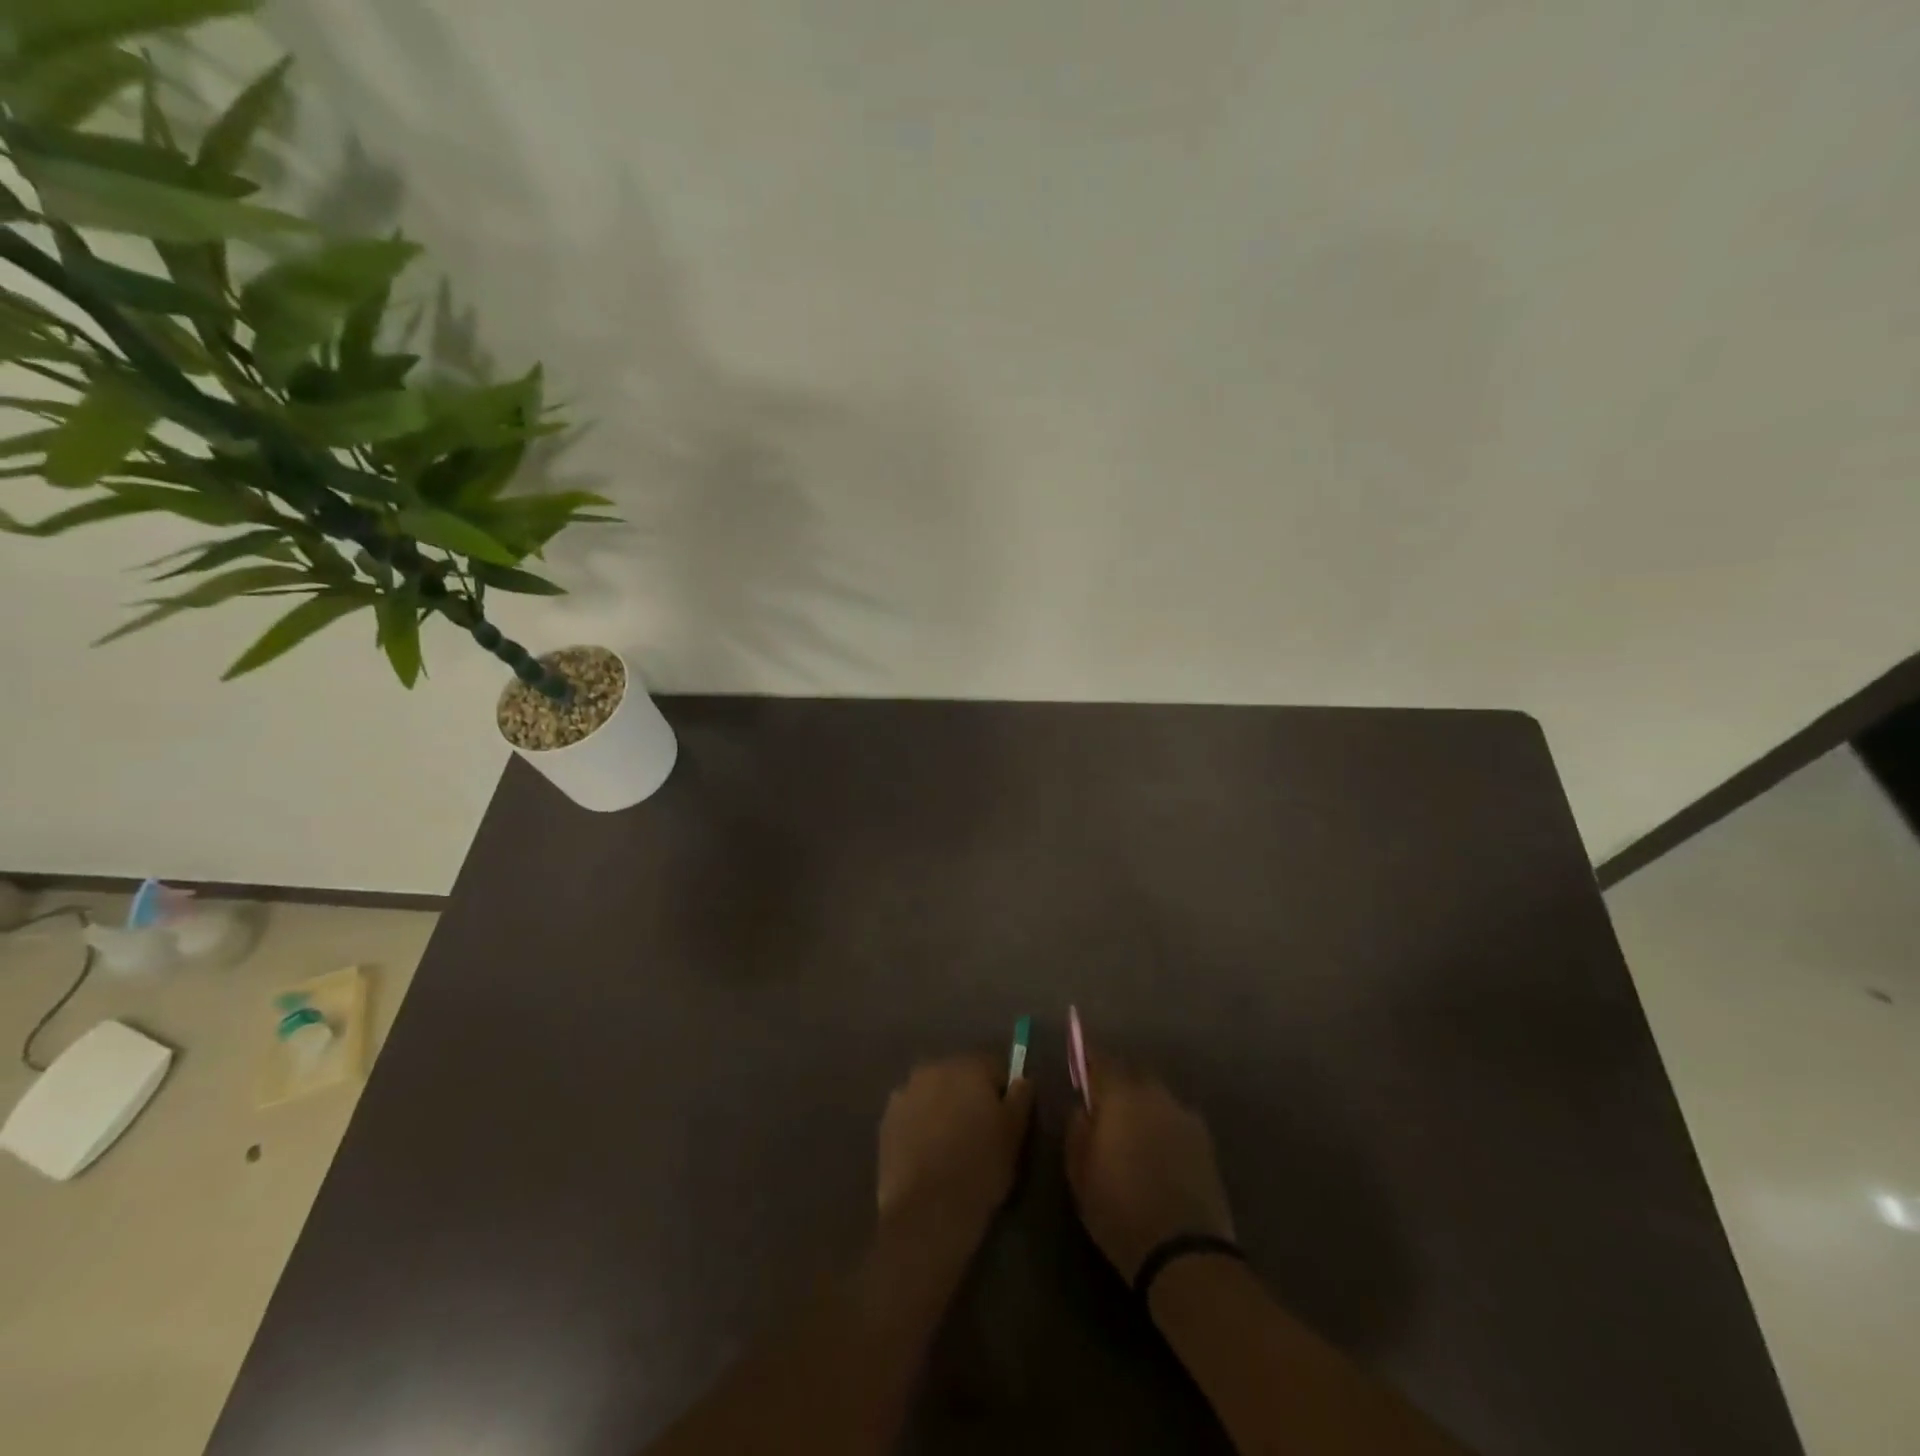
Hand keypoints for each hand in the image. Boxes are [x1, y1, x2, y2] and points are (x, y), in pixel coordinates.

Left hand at [877, 1056, 1033, 1247]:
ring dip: (944, 1109)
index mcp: (967, 1067)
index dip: (1003, 1093)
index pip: (994, 1067)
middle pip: (960, 1076)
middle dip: (970, 1097)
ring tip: (952, 1146)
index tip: (1007, 1121)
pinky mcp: (886, 1120)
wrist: (927, 1211)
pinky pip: (913, 1114)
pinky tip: (929, 1154)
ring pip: (934, 1094)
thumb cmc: (980, 1168)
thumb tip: (1022, 1079)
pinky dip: (922, 1125)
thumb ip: (1021, 1098)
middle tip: (980, 1134)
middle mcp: (932, 1069)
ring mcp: (905, 1093)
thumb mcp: (1014, 1134)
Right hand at [1065, 1057, 1235, 1281]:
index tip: (1080, 1061)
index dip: (1088, 1058)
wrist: (1184, 1252)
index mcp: (1120, 1096)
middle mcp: (1154, 1095)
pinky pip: (1176, 1118)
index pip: (1101, 1060)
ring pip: (1156, 1096)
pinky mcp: (1205, 1140)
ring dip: (1143, 1105)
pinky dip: (1164, 1125)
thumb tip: (1083, 1107)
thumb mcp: (1079, 1173)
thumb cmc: (1119, 1210)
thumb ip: (1077, 1129)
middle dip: (1117, 1082)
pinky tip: (1159, 1152)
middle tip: (1104, 1105)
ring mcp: (1183, 1115)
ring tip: (1133, 1133)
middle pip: (1132, 1074)